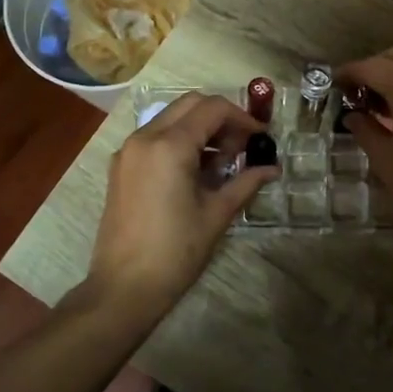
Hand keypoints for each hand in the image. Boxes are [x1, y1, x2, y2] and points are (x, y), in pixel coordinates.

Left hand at [87, 92, 276, 315]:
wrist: (123, 287)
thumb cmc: (175, 252)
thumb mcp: (217, 214)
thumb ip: (245, 183)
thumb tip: (272, 168)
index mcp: (169, 145)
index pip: (212, 109)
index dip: (242, 118)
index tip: (260, 138)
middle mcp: (144, 137)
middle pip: (190, 104)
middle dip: (220, 118)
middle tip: (241, 147)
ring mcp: (128, 151)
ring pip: (170, 119)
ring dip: (199, 129)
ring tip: (221, 164)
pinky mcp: (120, 167)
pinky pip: (154, 138)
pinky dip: (178, 141)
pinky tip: (195, 172)